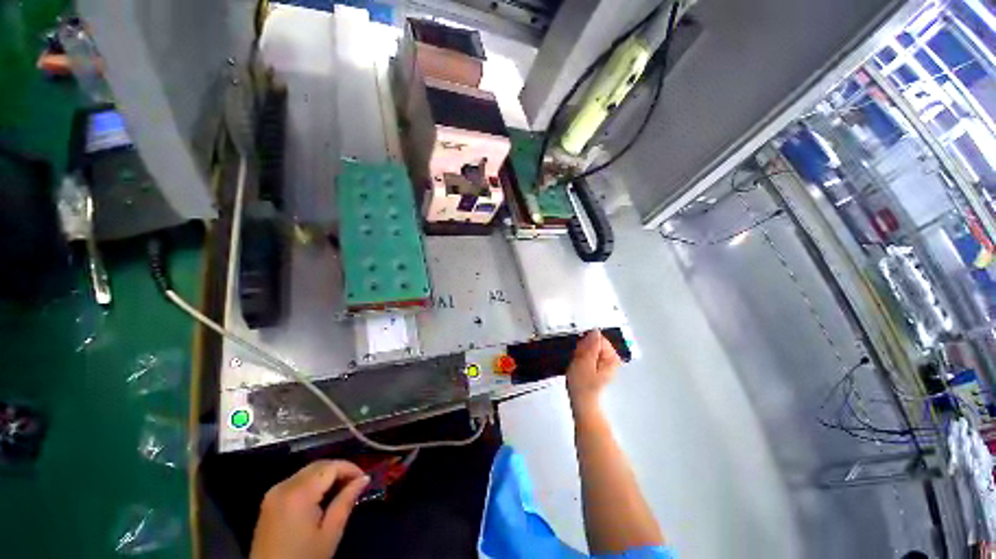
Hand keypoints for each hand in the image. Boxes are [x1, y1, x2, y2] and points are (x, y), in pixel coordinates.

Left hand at [250, 460, 369, 558]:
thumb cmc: (304, 558)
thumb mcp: (330, 533)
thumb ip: (346, 501)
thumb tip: (364, 479)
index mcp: (299, 493)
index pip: (331, 466)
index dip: (351, 468)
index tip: (364, 479)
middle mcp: (284, 486)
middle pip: (319, 465)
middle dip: (339, 470)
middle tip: (355, 484)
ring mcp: (273, 493)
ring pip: (308, 471)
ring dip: (326, 475)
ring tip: (342, 490)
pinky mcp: (269, 501)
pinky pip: (297, 481)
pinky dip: (313, 483)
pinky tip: (322, 497)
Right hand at [566, 330, 620, 413]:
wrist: (581, 401)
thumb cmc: (583, 386)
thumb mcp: (584, 363)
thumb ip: (590, 346)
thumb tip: (595, 331)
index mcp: (612, 357)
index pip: (597, 337)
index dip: (585, 343)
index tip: (580, 352)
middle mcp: (611, 358)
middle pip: (593, 342)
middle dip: (583, 348)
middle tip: (579, 361)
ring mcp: (604, 362)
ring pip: (588, 347)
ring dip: (580, 353)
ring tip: (578, 365)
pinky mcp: (596, 365)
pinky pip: (586, 354)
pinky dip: (580, 357)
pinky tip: (578, 366)